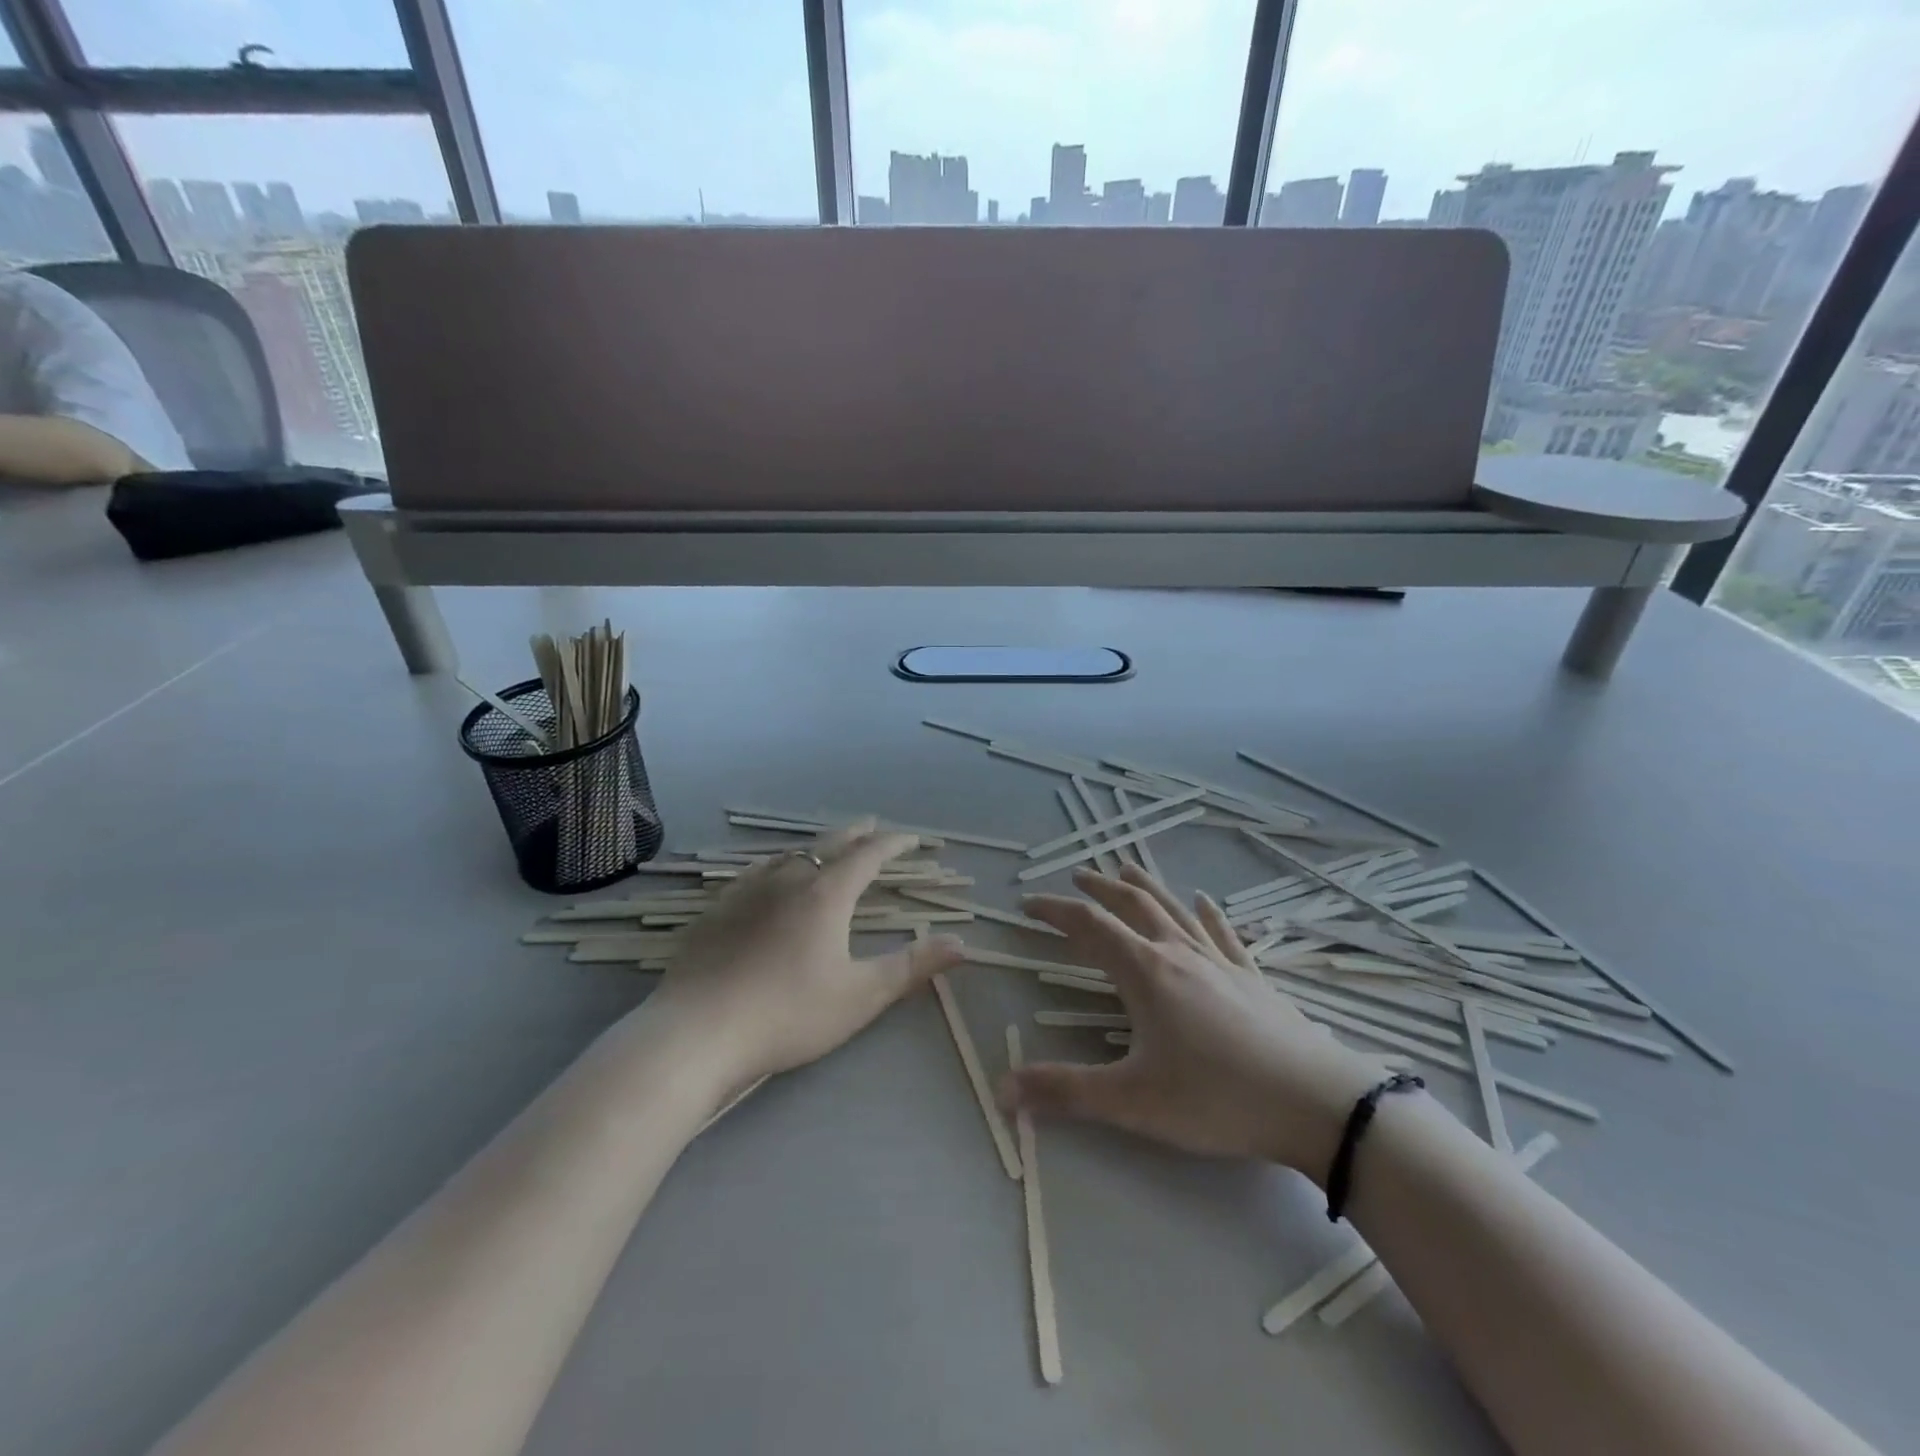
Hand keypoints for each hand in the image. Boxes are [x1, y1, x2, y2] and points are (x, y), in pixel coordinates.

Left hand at [651, 820, 965, 1087]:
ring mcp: (748, 890)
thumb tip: (962, 943)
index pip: (869, 855)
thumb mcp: (860, 995)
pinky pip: (756, 871)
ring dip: (818, 846)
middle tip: (874, 826)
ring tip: (828, 849)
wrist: (697, 1033)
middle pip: (830, 843)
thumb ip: (912, 967)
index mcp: (827, 894)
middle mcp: (789, 879)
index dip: (895, 843)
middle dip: (857, 833)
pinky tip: (770, 876)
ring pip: (791, 854)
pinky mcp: (718, 908)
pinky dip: (779, 865)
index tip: (914, 839)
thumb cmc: (788, 1014)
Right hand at [1006, 865, 1391, 1179]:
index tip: (1028, 903)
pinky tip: (1205, 902)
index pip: (1089, 926)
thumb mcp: (1132, 1101)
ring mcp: (1220, 962)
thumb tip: (1002, 1090)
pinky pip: (1223, 935)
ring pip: (1174, 911)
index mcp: (1145, 972)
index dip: (1055, 911)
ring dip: (1147, 888)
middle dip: (1101, 887)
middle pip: (1132, 906)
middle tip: (1078, 872)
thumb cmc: (1217, 1098)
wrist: (1315, 1103)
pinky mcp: (1252, 978)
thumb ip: (1065, 1093)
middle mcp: (1179, 954)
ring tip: (1128, 868)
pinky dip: (1207, 915)